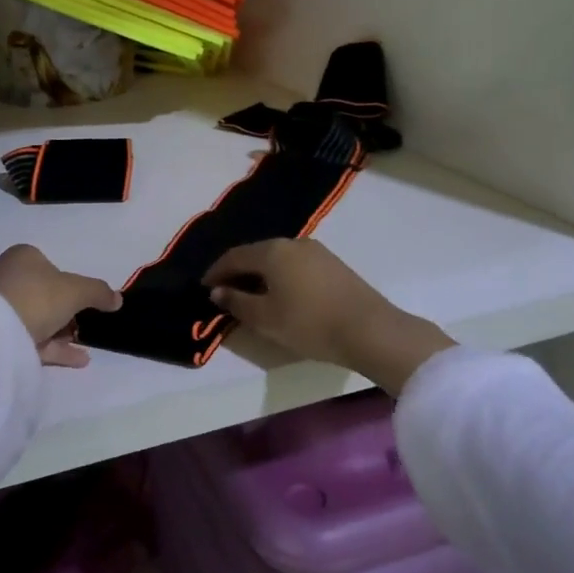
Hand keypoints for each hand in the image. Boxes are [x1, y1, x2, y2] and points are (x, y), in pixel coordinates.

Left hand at [0, 245, 121, 368]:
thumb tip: (117, 299)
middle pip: (43, 295)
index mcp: (22, 257)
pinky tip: (77, 360)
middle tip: (85, 328)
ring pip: (36, 319)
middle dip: (66, 314)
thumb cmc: (37, 296)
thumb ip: (99, 292)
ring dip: (61, 333)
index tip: (85, 304)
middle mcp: (5, 276)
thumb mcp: (76, 290)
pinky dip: (52, 347)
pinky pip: (28, 339)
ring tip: (84, 349)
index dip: (70, 286)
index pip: (50, 267)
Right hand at [202, 238, 453, 393]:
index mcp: (271, 251)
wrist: (369, 329)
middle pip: (256, 254)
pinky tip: (281, 295)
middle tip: (225, 292)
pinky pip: (295, 265)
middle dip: (237, 272)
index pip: (233, 256)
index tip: (204, 287)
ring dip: (260, 274)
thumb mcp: (265, 318)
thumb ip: (237, 302)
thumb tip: (217, 291)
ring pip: (277, 258)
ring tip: (252, 296)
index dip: (215, 272)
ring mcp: (316, 251)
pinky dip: (281, 276)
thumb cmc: (309, 323)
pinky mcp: (333, 263)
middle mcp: (292, 242)